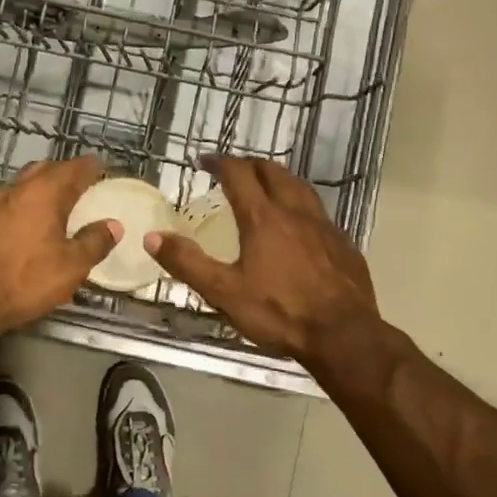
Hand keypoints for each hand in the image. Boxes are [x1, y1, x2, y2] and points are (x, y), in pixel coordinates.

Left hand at [0, 155, 118, 330]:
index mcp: (44, 192)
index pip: (73, 169)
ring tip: (47, 207)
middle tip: (75, 185)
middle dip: (60, 174)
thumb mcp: (72, 265)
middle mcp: (14, 190)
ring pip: (17, 188)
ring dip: (34, 192)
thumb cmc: (27, 278)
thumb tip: (113, 225)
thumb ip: (94, 242)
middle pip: (42, 171)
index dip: (89, 167)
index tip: (100, 168)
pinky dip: (13, 212)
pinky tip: (15, 229)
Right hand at [144, 156, 398, 372]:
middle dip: (250, 165)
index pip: (238, 174)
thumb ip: (187, 263)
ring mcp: (324, 226)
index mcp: (263, 218)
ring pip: (300, 187)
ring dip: (278, 179)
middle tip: (233, 171)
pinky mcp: (344, 244)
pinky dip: (300, 206)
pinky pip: (318, 212)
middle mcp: (295, 212)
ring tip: (265, 188)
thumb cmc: (279, 312)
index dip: (219, 162)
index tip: (204, 161)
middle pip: (273, 171)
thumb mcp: (223, 292)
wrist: (344, 336)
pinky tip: (298, 226)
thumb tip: (152, 237)